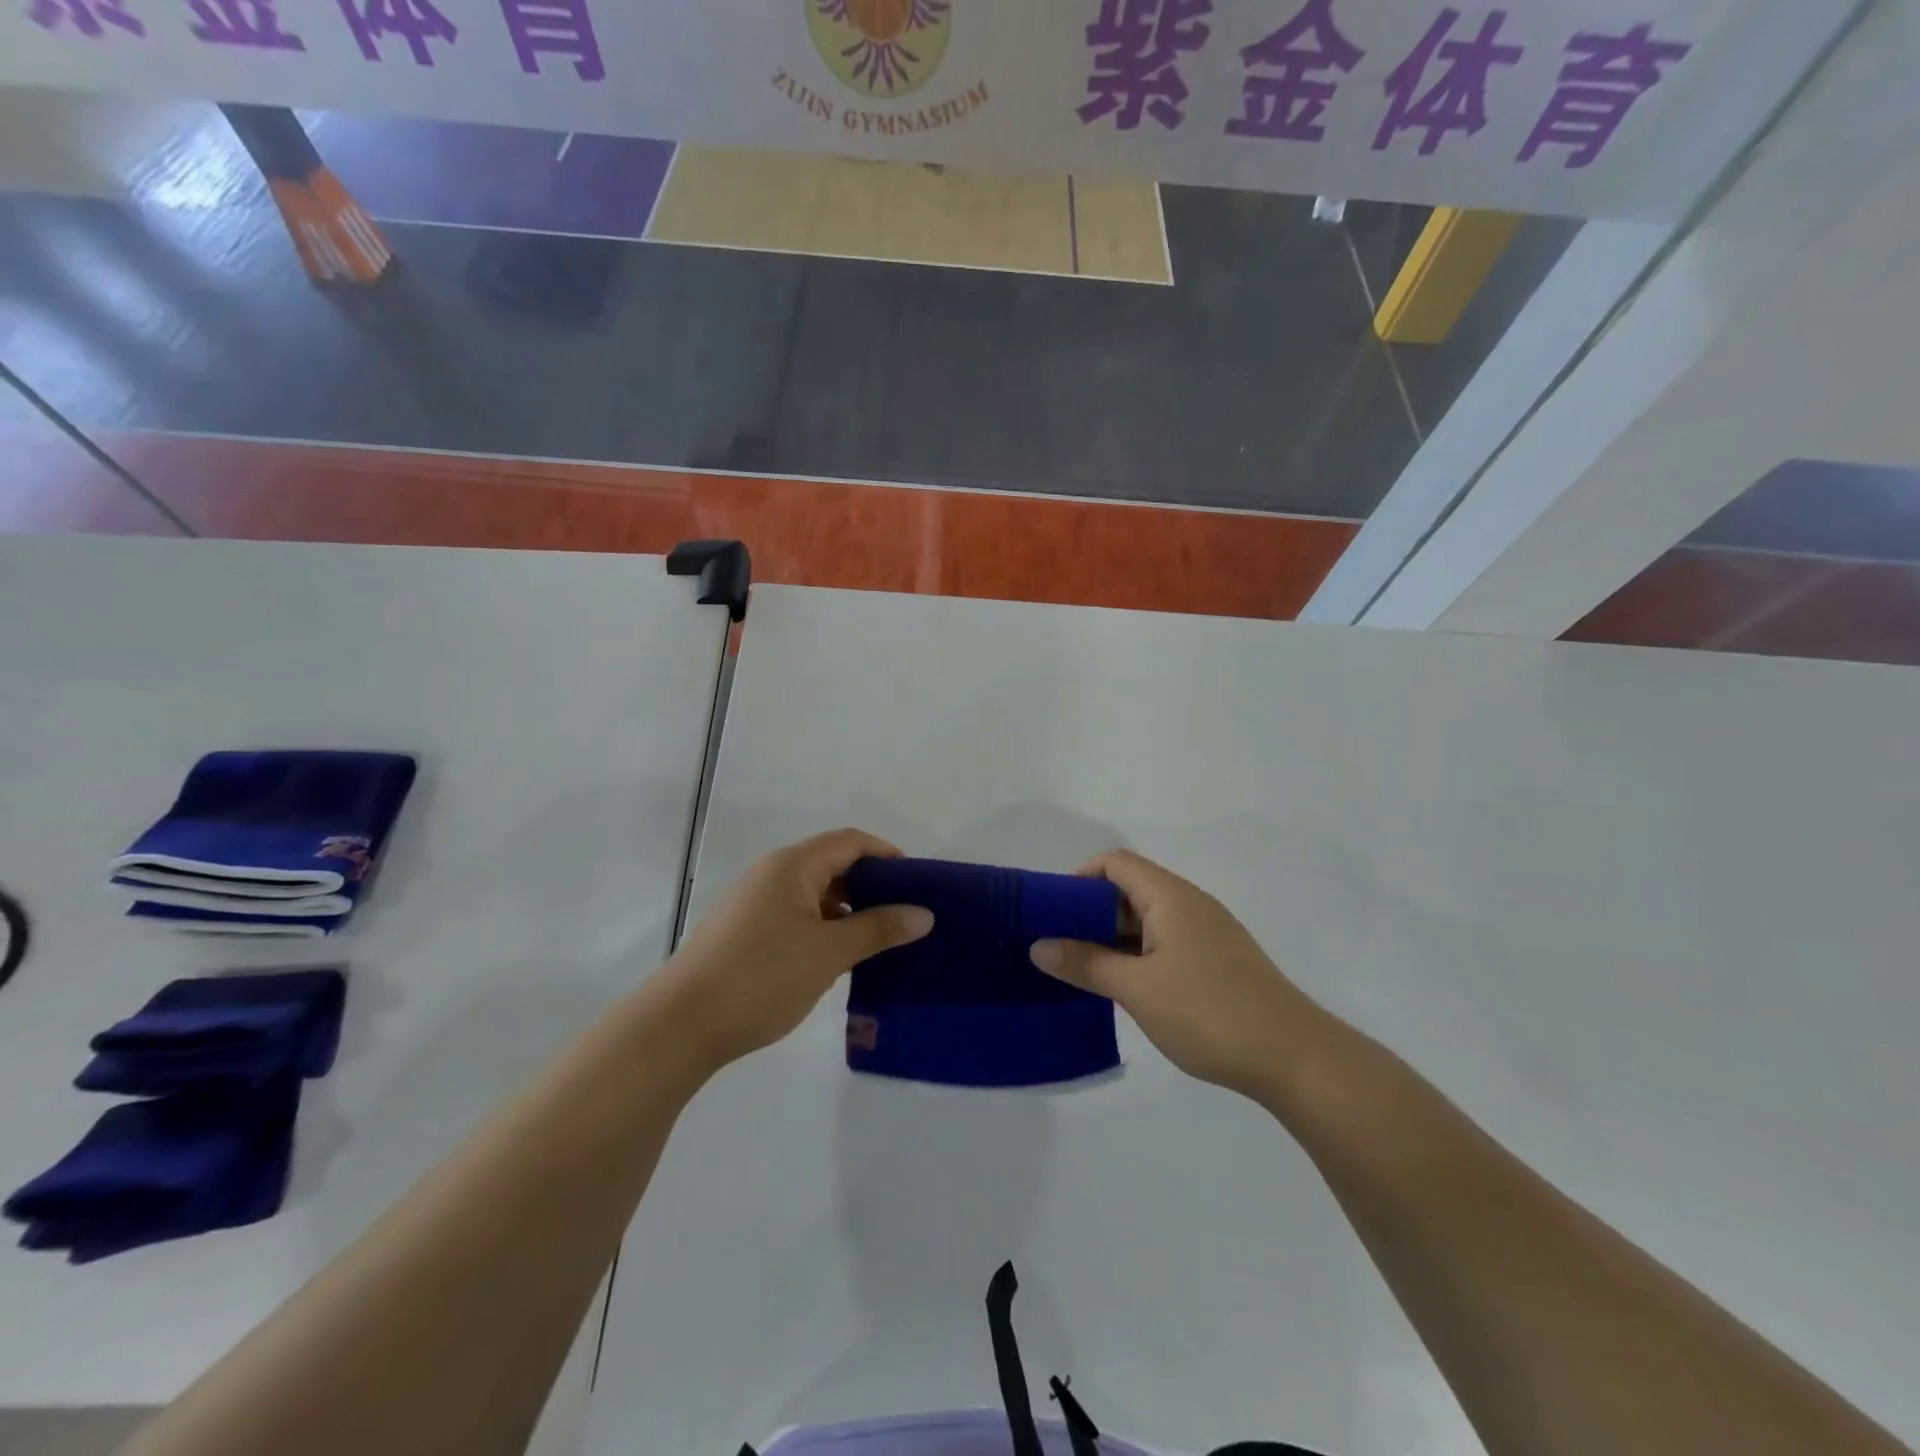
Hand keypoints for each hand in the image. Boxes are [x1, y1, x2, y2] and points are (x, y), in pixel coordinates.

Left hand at [657, 828, 934, 1070]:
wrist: (680, 1025)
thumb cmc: (762, 977)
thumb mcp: (829, 952)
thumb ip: (878, 929)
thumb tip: (924, 914)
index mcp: (792, 866)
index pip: (850, 842)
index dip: (887, 855)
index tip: (917, 884)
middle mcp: (772, 873)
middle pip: (832, 864)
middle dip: (870, 885)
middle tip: (904, 915)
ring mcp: (754, 902)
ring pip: (813, 893)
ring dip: (847, 910)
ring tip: (878, 940)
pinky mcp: (744, 931)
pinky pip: (795, 915)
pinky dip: (823, 927)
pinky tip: (838, 958)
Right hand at [1030, 849, 1330, 1100]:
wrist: (1295, 1057)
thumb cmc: (1209, 1013)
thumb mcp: (1137, 989)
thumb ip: (1086, 963)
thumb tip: (1038, 945)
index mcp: (1170, 896)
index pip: (1114, 862)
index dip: (1078, 878)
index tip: (1051, 914)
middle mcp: (1188, 903)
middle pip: (1128, 887)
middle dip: (1088, 911)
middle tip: (1058, 945)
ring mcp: (1206, 931)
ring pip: (1146, 918)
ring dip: (1112, 936)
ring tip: (1082, 969)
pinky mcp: (1216, 959)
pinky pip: (1164, 940)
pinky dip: (1136, 953)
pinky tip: (1123, 986)